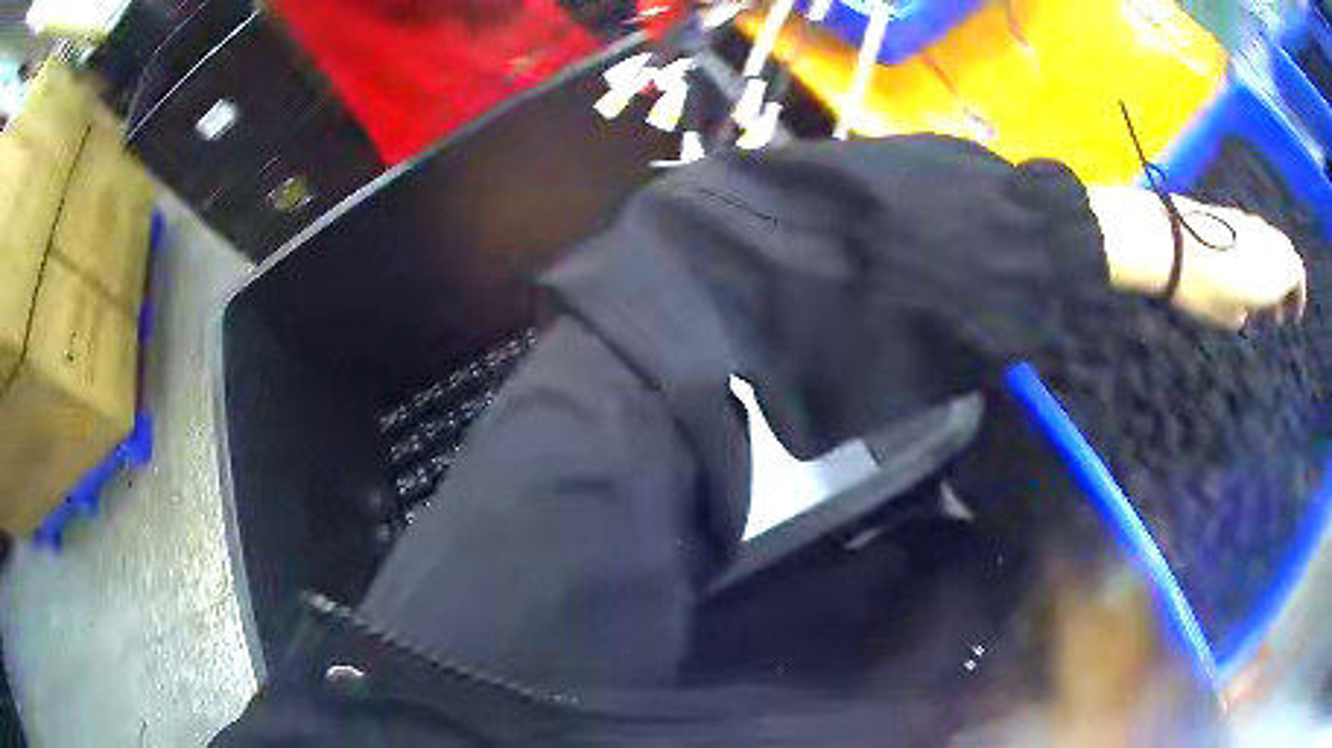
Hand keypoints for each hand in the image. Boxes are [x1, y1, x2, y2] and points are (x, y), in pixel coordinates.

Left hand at [1088, 186, 1306, 328]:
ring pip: (1271, 243)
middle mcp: (1267, 239)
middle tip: (1275, 311)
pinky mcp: (1230, 211)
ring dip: (1271, 267)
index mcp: (1276, 267)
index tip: (1291, 318)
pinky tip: (1242, 274)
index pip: (1298, 273)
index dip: (1298, 297)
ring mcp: (1248, 220)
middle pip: (1286, 255)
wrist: (1171, 242)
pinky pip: (1254, 233)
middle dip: (1286, 283)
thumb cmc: (1205, 289)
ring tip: (1258, 298)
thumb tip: (1249, 307)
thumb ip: (1250, 310)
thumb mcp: (1230, 317)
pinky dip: (1257, 254)